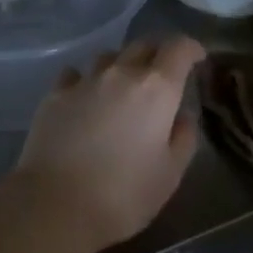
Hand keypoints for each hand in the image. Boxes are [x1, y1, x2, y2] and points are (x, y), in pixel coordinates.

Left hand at [14, 36, 205, 252]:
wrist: (55, 206)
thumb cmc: (123, 195)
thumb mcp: (170, 174)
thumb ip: (183, 139)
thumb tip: (183, 117)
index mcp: (157, 89)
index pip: (179, 48)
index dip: (191, 48)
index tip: (197, 58)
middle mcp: (122, 73)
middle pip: (143, 45)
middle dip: (157, 55)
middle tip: (161, 76)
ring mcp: (85, 81)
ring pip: (108, 57)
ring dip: (120, 66)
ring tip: (120, 89)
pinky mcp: (55, 95)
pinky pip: (75, 74)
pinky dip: (85, 80)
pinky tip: (84, 98)